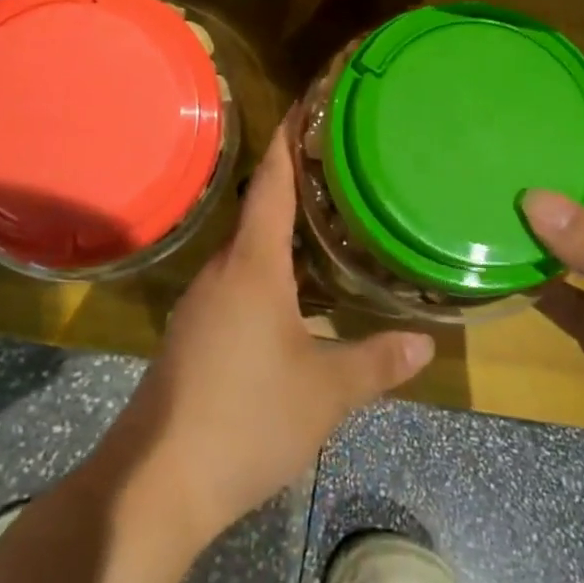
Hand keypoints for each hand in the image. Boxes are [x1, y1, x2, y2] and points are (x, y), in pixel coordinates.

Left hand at [105, 126, 434, 546]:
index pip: (271, 182)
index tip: (304, 103)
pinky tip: (297, 296)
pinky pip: (238, 281)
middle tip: (342, 170)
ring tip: (329, 227)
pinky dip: (270, 271)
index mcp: (253, 264)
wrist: (158, 479)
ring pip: (249, 251)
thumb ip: (376, 362)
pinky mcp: (195, 331)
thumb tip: (425, 342)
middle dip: (297, 187)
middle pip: (260, 211)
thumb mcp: (325, 392)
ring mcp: (203, 301)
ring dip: (284, 235)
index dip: (288, 139)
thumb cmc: (248, 418)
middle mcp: (223, 270)